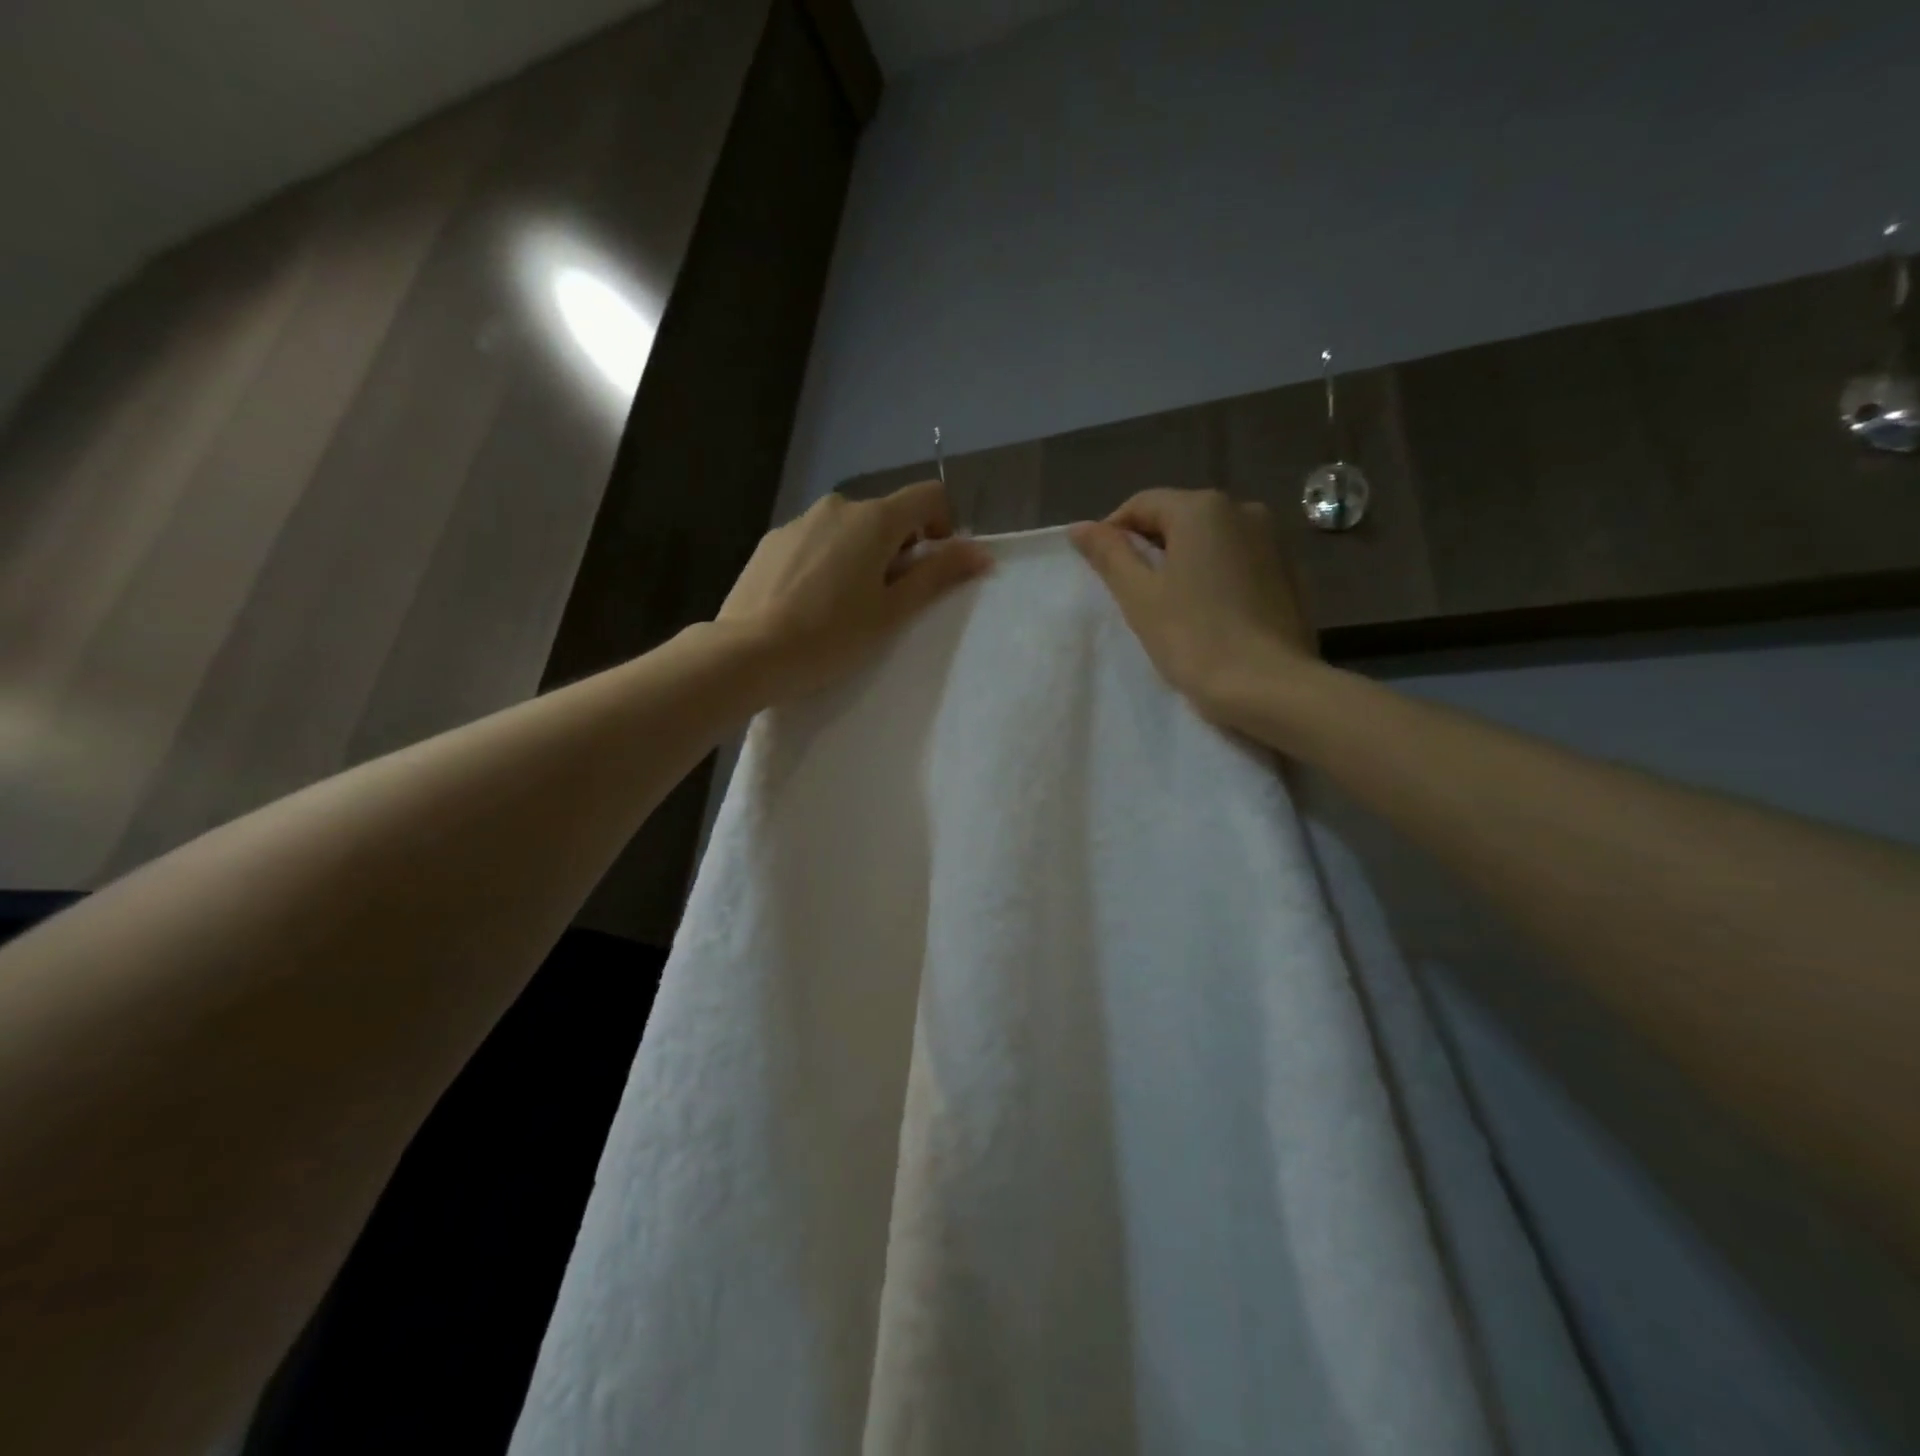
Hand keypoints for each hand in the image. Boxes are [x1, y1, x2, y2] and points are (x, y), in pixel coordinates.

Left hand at [718, 481, 990, 702]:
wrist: (747, 653)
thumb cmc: (831, 636)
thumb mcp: (892, 611)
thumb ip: (938, 575)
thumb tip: (981, 552)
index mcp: (873, 519)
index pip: (928, 496)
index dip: (943, 526)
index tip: (933, 568)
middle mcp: (836, 507)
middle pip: (886, 515)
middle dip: (899, 549)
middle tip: (889, 601)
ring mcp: (798, 521)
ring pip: (848, 530)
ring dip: (861, 556)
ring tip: (845, 606)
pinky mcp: (771, 542)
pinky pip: (815, 542)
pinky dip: (827, 562)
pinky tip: (810, 604)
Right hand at [1070, 489, 1316, 726]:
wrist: (1270, 687)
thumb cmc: (1194, 638)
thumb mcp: (1139, 596)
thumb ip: (1109, 555)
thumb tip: (1080, 527)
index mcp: (1202, 509)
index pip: (1142, 504)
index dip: (1113, 534)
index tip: (1101, 572)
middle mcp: (1243, 510)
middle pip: (1179, 519)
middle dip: (1150, 548)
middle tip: (1131, 594)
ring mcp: (1273, 540)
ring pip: (1210, 541)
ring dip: (1183, 563)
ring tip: (1168, 606)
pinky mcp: (1289, 572)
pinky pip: (1237, 562)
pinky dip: (1214, 577)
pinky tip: (1207, 614)